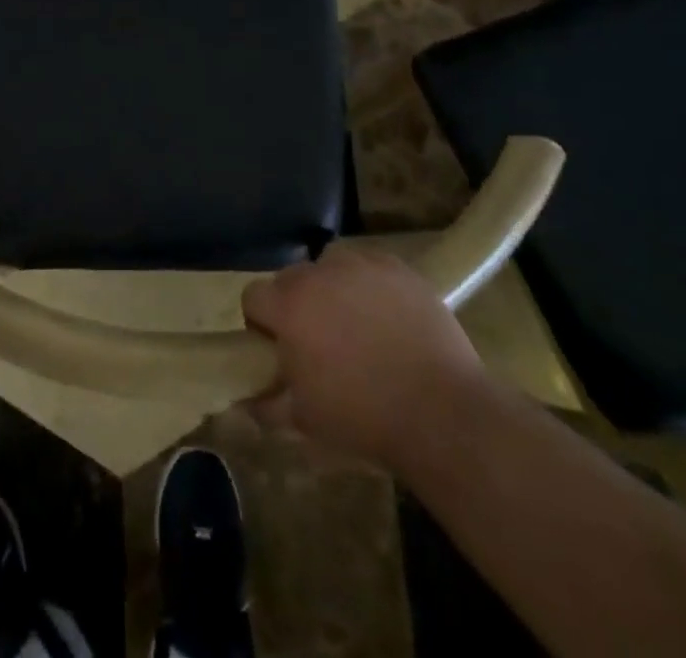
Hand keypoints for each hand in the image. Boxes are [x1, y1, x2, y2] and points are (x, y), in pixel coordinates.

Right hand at [242, 244, 490, 469]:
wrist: (441, 413)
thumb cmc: (364, 418)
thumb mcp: (305, 420)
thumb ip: (266, 405)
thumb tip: (244, 400)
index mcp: (288, 306)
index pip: (253, 296)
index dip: (261, 322)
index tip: (279, 348)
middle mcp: (318, 274)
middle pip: (291, 278)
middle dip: (297, 304)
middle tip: (319, 340)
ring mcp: (360, 265)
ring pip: (330, 265)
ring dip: (332, 287)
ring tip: (355, 322)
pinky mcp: (397, 267)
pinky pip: (369, 264)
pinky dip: (369, 283)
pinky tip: (386, 314)